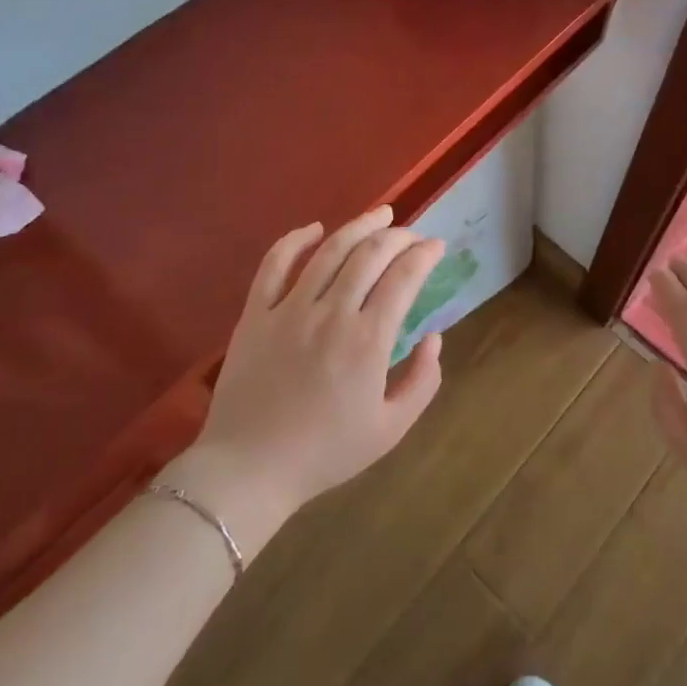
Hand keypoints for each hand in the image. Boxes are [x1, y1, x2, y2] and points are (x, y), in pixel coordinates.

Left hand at [163, 206, 445, 556]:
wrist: (250, 471)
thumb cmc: (325, 453)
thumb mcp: (391, 429)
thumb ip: (422, 381)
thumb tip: (433, 337)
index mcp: (367, 341)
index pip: (404, 277)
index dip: (425, 254)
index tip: (437, 246)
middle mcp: (331, 313)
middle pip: (370, 254)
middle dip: (398, 236)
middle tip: (412, 234)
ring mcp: (289, 309)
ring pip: (329, 250)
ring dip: (359, 226)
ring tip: (380, 215)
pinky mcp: (256, 314)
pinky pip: (275, 264)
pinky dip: (296, 240)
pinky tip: (314, 228)